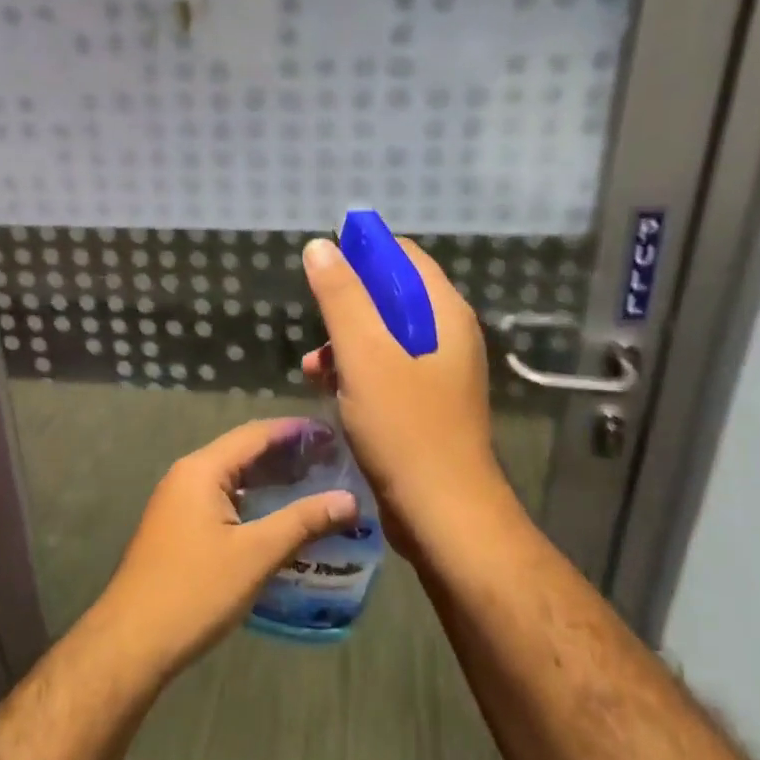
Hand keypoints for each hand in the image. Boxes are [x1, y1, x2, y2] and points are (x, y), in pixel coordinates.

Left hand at [95, 419, 357, 678]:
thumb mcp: (256, 554)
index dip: (295, 431)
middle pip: (243, 452)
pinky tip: (280, 519)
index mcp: (201, 470)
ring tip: (316, 486)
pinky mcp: (179, 529)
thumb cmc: (194, 590)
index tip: (334, 434)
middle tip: (332, 462)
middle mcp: (187, 476)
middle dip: (286, 455)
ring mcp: (179, 503)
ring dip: (271, 480)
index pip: (255, 434)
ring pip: (233, 479)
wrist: (132, 642)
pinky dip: (254, 502)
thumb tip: (350, 499)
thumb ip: (303, 522)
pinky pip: (224, 501)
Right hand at [300, 236, 507, 551]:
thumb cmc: (405, 427)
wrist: (442, 513)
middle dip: (346, 307)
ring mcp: (438, 373)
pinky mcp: (425, 404)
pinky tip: (328, 392)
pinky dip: (356, 373)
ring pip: (384, 338)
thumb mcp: (364, 355)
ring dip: (345, 344)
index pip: (403, 257)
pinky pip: (386, 371)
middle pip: (391, 297)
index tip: (322, 268)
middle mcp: (447, 336)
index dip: (362, 254)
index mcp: (444, 313)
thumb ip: (342, 298)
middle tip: (314, 326)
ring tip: (311, 369)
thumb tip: (321, 247)